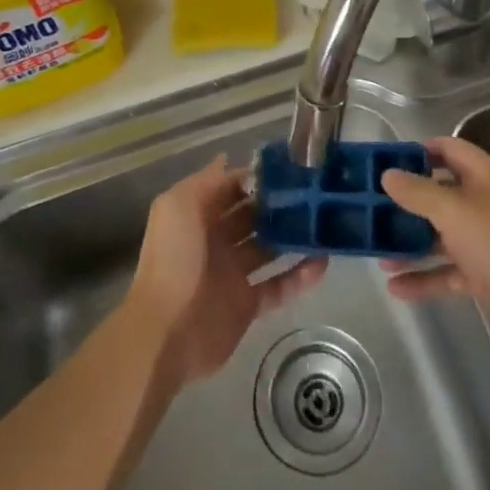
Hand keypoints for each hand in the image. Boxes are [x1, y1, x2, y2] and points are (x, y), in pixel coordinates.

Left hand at [125, 158, 326, 390]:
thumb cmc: (173, 259)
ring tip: (323, 222)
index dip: (254, 178)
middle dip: (277, 204)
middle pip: (252, 217)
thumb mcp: (179, 206)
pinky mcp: (248, 305)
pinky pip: (279, 286)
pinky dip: (300, 276)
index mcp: (197, 216)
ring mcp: (233, 274)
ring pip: (268, 249)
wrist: (166, 331)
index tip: (287, 167)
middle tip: (312, 192)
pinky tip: (324, 261)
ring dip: (292, 237)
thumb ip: (206, 181)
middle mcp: (215, 241)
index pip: (230, 189)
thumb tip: (227, 158)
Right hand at [381, 135, 489, 348]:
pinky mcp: (488, 274)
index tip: (383, 162)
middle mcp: (488, 201)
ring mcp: (488, 239)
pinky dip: (425, 277)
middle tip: (372, 209)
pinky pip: (449, 270)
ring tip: (377, 254)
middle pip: (441, 193)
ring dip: (411, 244)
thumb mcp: (453, 211)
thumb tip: (388, 174)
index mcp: (487, 174)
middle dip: (407, 203)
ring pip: (442, 235)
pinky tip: (395, 288)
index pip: (448, 148)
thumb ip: (417, 191)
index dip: (417, 151)